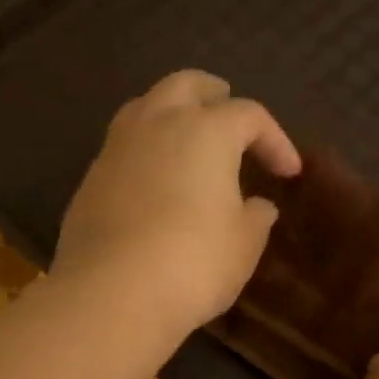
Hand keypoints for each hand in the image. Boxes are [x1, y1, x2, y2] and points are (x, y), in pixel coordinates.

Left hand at [54, 69, 301, 341]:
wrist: (111, 293)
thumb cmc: (192, 263)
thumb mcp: (243, 246)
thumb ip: (255, 219)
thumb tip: (259, 206)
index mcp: (206, 130)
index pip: (250, 116)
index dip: (275, 140)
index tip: (288, 173)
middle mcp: (158, 124)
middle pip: (186, 85)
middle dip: (212, 94)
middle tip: (227, 108)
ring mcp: (116, 148)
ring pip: (145, 107)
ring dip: (170, 112)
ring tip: (184, 136)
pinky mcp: (90, 179)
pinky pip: (122, 146)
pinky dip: (143, 149)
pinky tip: (151, 178)